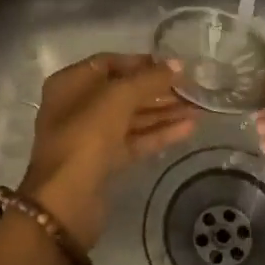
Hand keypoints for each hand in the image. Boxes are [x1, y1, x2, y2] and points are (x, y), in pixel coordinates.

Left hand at [18, 54, 196, 248]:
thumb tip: (177, 64)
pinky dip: (159, 134)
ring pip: (132, 118)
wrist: (66, 200)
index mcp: (70, 83)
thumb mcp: (118, 98)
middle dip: (158, 90)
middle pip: (123, 91)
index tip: (174, 67)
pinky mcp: (104, 161)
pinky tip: (189, 129)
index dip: (142, 63)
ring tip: (198, 108)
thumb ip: (149, 79)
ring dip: (163, 112)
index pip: (110, 63)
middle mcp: (78, 106)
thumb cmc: (86, 136)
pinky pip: (134, 140)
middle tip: (192, 89)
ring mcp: (90, 136)